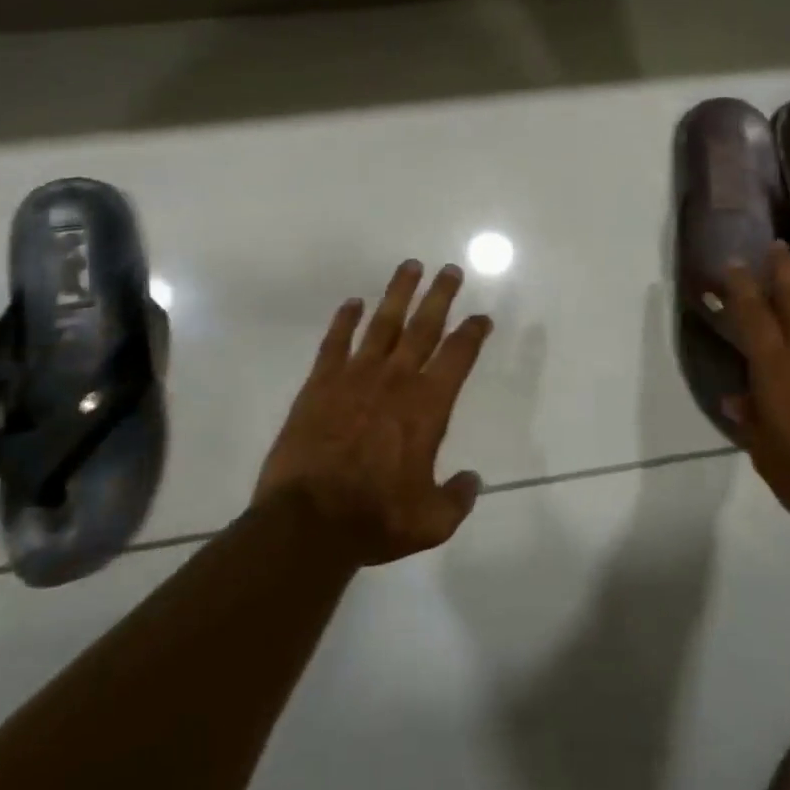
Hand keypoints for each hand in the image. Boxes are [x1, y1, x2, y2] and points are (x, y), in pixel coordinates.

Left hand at [256, 259, 492, 565]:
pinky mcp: (320, 383)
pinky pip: (335, 342)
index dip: (473, 332)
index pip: (458, 356)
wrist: (308, 521)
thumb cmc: (375, 519)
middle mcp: (396, 380)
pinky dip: (345, 320)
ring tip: (410, 267)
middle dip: (440, 295)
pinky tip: (352, 302)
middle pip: (424, 326)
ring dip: (398, 293)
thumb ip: (457, 498)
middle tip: (450, 269)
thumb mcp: (431, 522)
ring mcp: (355, 377)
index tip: (481, 316)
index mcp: (428, 406)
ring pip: (382, 323)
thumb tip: (472, 481)